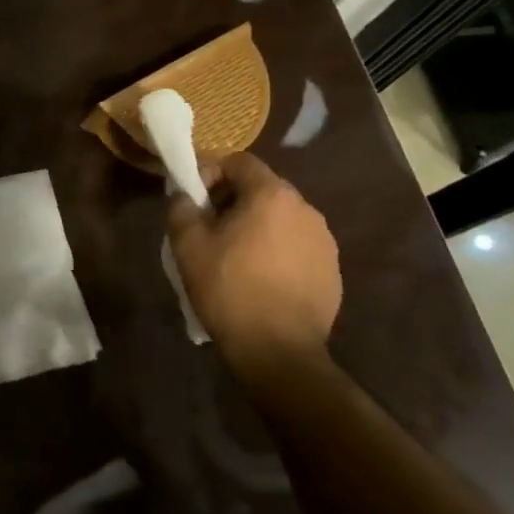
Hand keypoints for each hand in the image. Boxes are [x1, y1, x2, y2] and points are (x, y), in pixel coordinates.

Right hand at [166, 153, 341, 374]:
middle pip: (263, 188)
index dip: (212, 173)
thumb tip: (185, 196)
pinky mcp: (332, 271)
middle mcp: (306, 210)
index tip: (195, 201)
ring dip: (257, 226)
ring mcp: (325, 242)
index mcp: (272, 196)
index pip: (240, 162)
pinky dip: (277, 251)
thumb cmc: (229, 289)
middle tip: (210, 228)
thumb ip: (181, 206)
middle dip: (233, 200)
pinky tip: (260, 279)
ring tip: (234, 256)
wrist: (279, 351)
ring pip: (281, 218)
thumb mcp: (187, 244)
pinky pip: (297, 246)